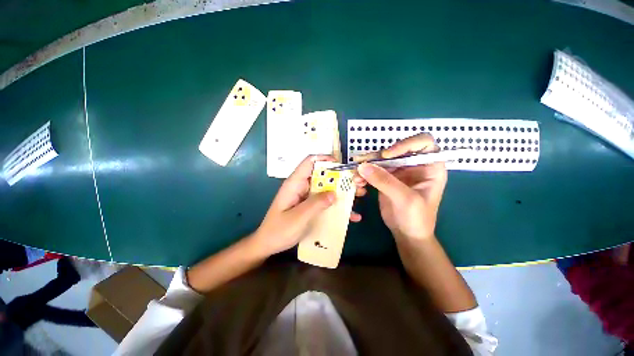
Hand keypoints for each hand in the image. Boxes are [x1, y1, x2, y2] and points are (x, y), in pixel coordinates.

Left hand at [253, 155, 364, 255]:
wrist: (268, 244)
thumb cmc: (279, 230)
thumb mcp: (298, 218)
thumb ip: (316, 204)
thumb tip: (335, 193)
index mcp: (295, 183)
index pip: (310, 162)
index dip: (325, 159)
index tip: (342, 166)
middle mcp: (302, 186)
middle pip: (323, 175)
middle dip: (341, 177)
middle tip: (358, 183)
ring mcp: (307, 197)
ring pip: (327, 188)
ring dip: (343, 191)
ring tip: (360, 195)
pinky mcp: (311, 206)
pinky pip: (326, 202)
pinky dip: (339, 206)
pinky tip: (352, 216)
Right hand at [357, 133, 446, 240]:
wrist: (407, 234)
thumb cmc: (416, 218)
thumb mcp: (405, 199)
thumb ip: (385, 181)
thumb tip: (362, 166)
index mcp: (430, 167)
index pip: (423, 143)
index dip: (406, 144)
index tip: (387, 155)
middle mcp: (414, 165)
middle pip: (396, 150)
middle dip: (377, 157)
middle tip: (362, 163)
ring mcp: (399, 172)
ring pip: (381, 161)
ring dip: (367, 166)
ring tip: (356, 176)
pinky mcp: (386, 179)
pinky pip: (373, 171)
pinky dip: (364, 174)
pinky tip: (358, 181)